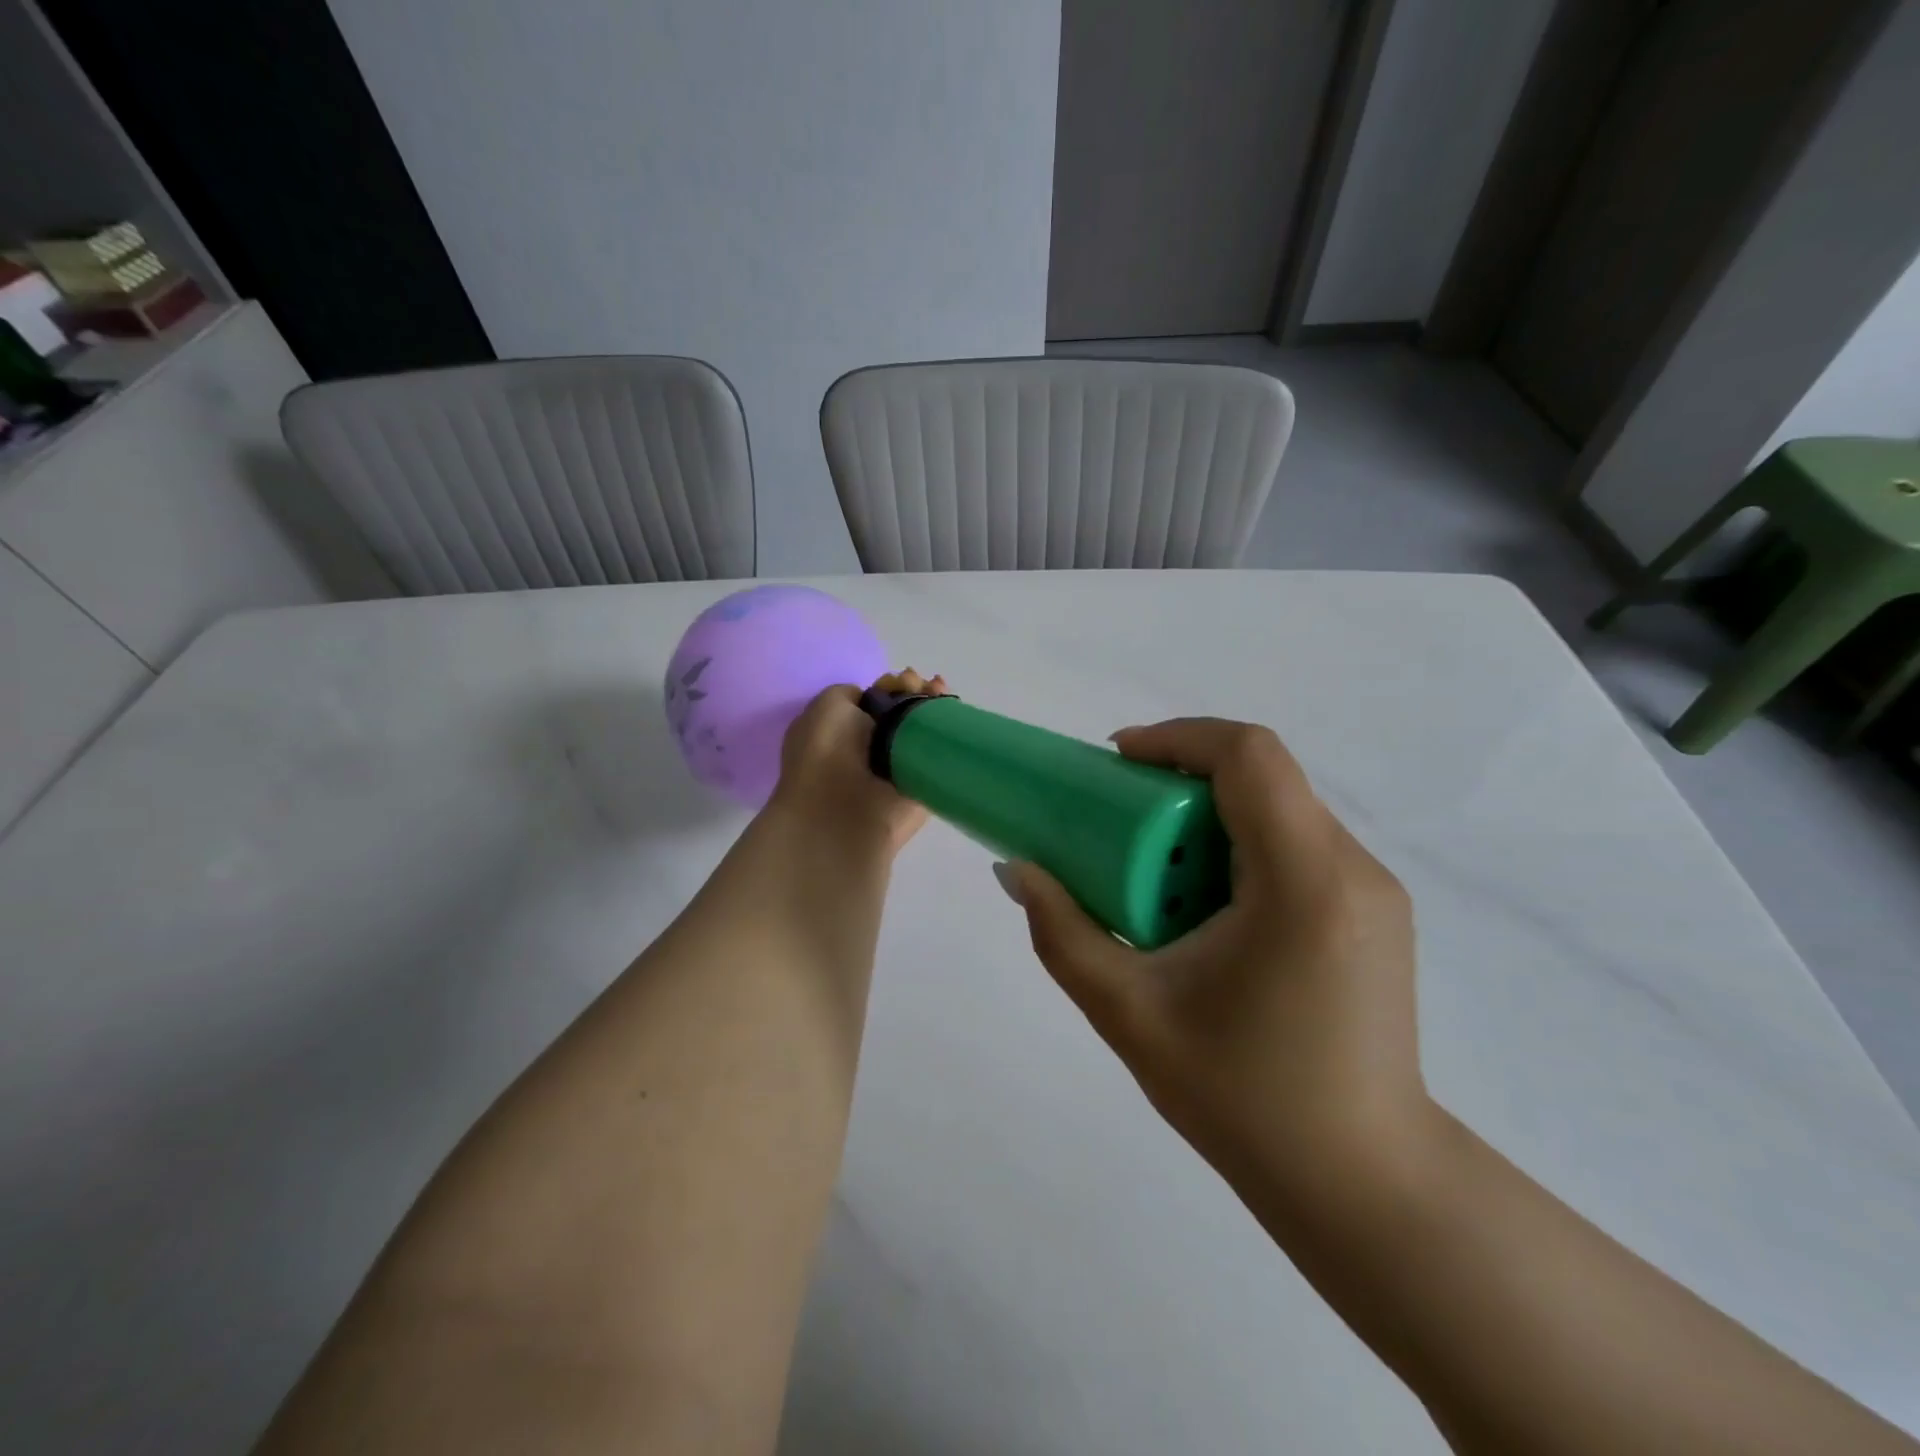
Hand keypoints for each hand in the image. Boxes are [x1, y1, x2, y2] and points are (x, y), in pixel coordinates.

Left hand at [768, 671, 948, 854]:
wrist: (844, 807)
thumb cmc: (827, 751)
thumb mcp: (828, 704)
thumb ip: (851, 694)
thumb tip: (878, 700)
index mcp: (841, 730)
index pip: (875, 701)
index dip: (891, 685)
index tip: (902, 678)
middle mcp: (870, 748)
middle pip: (903, 711)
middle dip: (915, 690)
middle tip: (922, 683)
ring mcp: (898, 767)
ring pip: (923, 729)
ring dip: (933, 705)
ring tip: (938, 691)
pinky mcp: (922, 786)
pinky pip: (939, 754)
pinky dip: (948, 732)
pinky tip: (950, 709)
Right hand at [1002, 718, 1428, 1190]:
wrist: (1364, 1185)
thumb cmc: (1244, 1099)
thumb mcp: (1129, 1014)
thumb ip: (1062, 933)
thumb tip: (1018, 870)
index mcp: (1303, 881)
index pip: (1248, 756)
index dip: (1176, 738)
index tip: (1116, 764)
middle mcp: (1352, 868)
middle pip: (1262, 777)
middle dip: (1181, 780)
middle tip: (1120, 821)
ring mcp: (1374, 890)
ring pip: (1280, 809)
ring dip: (1209, 817)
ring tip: (1157, 873)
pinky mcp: (1375, 914)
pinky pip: (1299, 846)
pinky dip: (1241, 849)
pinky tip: (1205, 909)